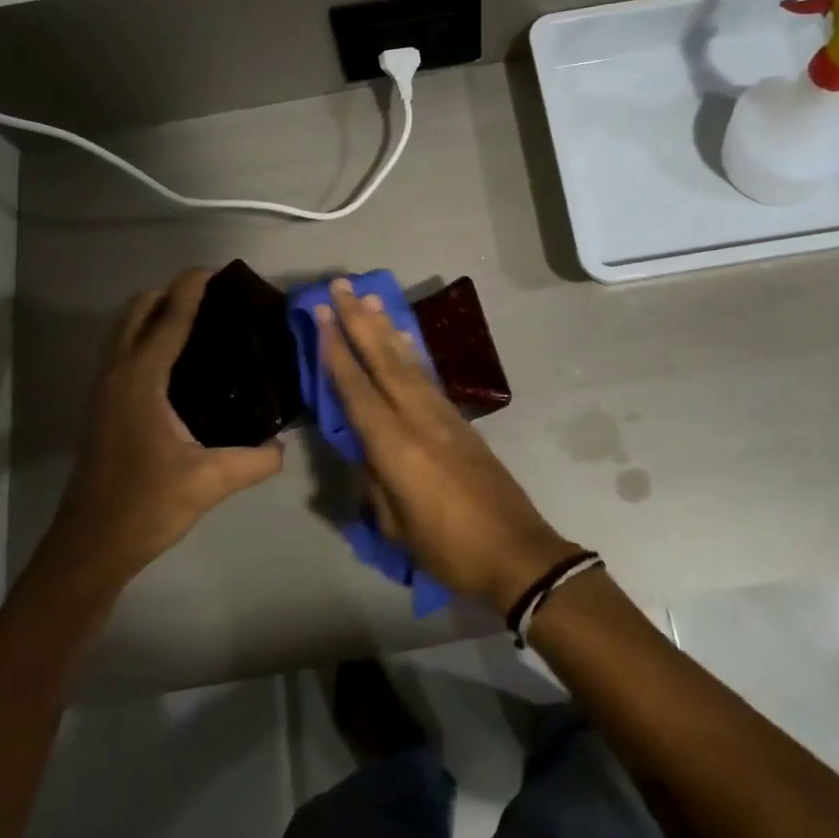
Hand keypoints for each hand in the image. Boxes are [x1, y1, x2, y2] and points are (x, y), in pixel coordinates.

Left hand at [53, 269, 283, 583]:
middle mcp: (118, 374)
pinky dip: (148, 334)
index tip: (220, 269)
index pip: (169, 318)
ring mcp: (105, 389)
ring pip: (126, 328)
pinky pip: (125, 349)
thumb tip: (283, 446)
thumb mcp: (210, 482)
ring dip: (157, 310)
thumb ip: (255, 460)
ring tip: (201, 317)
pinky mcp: (104, 405)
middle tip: (215, 294)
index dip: (193, 287)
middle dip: (172, 290)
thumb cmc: (146, 506)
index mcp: (141, 380)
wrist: (90, 546)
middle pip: (138, 309)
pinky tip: (180, 359)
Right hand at [315, 278, 576, 614]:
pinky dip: (412, 352)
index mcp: (395, 446)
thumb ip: (375, 483)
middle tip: (341, 285)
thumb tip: (366, 455)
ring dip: (386, 327)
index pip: (357, 389)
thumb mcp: (396, 525)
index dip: (336, 351)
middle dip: (360, 321)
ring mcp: (443, 416)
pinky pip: (427, 376)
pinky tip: (405, 337)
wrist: (516, 552)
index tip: (322, 315)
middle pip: (383, 361)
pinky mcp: (460, 421)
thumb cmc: (449, 548)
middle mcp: (418, 418)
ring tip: (371, 297)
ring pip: (408, 362)